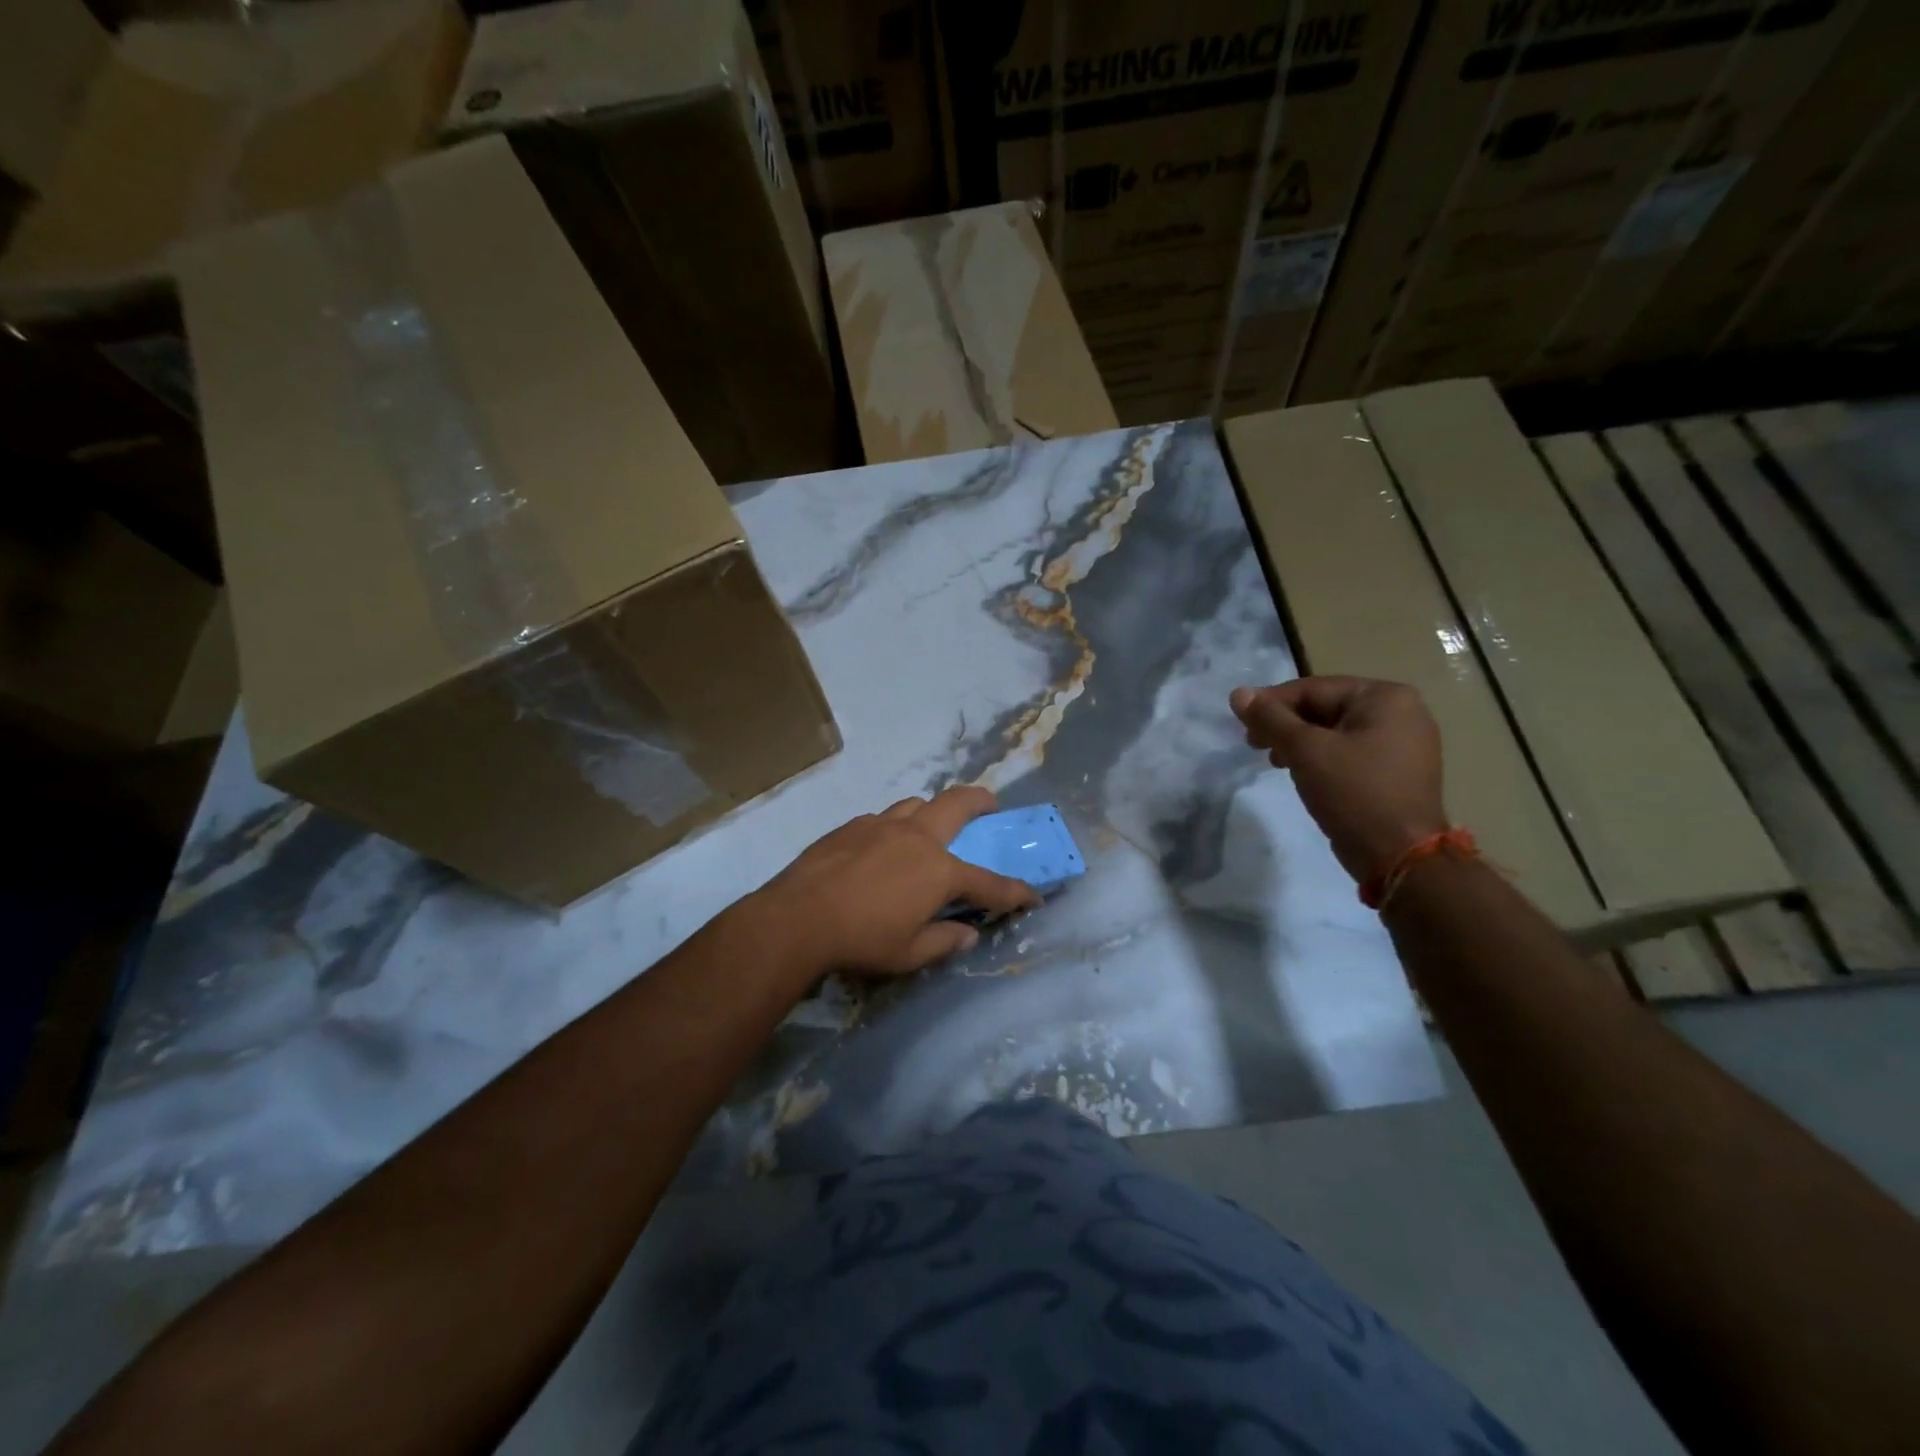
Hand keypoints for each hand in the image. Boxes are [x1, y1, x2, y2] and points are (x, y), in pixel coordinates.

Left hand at [748, 786, 1040, 979]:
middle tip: (992, 804)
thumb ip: (944, 941)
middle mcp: (916, 838)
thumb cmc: (861, 940)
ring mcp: (882, 826)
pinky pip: (882, 818)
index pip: (989, 882)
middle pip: (957, 805)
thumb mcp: (909, 954)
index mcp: (938, 871)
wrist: (798, 917)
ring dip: (933, 810)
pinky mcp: (851, 827)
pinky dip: (894, 826)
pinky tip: (882, 846)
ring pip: (916, 804)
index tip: (1033, 895)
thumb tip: (968, 934)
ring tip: (931, 825)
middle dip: (981, 801)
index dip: (1015, 892)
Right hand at [1230, 676, 1447, 883]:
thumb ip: (1270, 719)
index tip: (1242, 724)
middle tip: (1253, 745)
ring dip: (1299, 742)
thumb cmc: (1354, 793)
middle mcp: (1401, 712)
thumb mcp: (1305, 751)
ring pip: (1335, 731)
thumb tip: (1238, 693)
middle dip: (1285, 725)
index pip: (1314, 688)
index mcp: (1386, 697)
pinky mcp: (1396, 771)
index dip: (1271, 704)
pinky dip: (1321, 758)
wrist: (1400, 856)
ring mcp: (1402, 743)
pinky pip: (1349, 752)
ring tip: (1275, 762)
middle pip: (1325, 707)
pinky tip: (1301, 774)